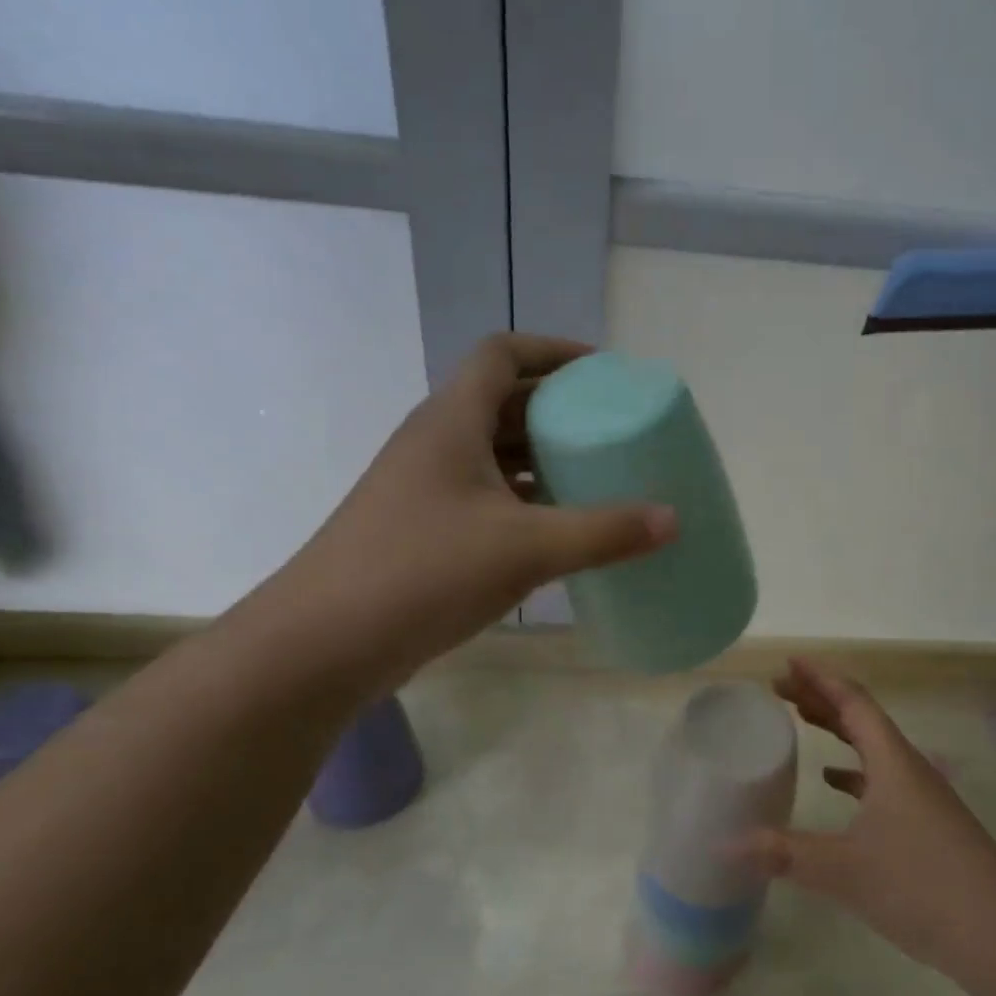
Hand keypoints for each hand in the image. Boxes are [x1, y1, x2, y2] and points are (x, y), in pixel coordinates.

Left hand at [259, 334, 676, 679]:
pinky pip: (484, 496)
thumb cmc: (423, 572)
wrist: (322, 644)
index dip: (554, 351)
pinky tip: (556, 529)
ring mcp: (423, 489)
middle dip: (557, 409)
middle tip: (611, 429)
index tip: (602, 372)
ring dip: (540, 458)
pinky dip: (523, 500)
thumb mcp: (525, 548)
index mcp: (452, 422)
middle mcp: (434, 443)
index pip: (502, 354)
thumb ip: (603, 532)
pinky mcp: (421, 530)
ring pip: (492, 453)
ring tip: (595, 476)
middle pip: (502, 402)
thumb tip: (673, 520)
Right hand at [741, 660, 995, 995]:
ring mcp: (924, 798)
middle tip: (781, 691)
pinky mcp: (930, 826)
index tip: (787, 663)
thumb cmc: (922, 886)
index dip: (819, 679)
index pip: (852, 702)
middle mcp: (909, 769)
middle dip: (821, 700)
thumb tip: (725, 843)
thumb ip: (785, 854)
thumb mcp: (845, 870)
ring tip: (803, 723)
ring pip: (873, 748)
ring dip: (838, 731)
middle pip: (861, 719)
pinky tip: (836, 785)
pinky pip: (883, 780)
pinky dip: (854, 772)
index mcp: (892, 762)